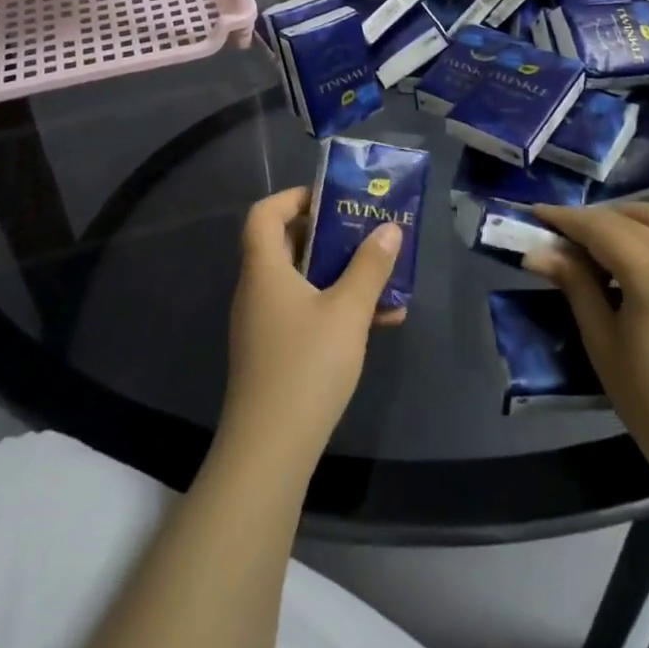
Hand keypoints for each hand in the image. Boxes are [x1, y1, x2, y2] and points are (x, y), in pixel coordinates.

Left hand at [219, 187, 400, 470]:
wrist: (270, 450)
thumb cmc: (306, 366)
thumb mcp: (347, 312)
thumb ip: (370, 267)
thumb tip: (390, 228)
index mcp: (265, 269)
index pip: (264, 213)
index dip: (294, 197)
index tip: (332, 199)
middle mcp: (258, 289)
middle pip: (287, 245)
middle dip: (330, 235)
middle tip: (366, 231)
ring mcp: (264, 323)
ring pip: (302, 281)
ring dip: (341, 274)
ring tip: (384, 276)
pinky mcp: (275, 352)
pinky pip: (306, 313)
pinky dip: (336, 308)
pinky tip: (379, 322)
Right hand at [526, 203, 648, 538]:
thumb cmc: (648, 400)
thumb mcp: (601, 341)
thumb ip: (574, 285)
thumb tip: (537, 252)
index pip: (602, 228)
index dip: (566, 217)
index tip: (535, 211)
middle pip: (631, 219)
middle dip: (592, 217)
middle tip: (559, 232)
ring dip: (623, 219)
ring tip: (591, 240)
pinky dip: (645, 236)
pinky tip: (623, 261)